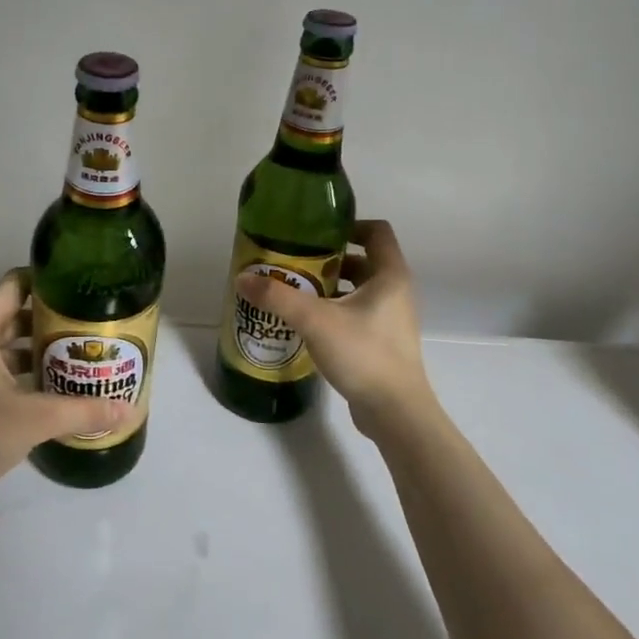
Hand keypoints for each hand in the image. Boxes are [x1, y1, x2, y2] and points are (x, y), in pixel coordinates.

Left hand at [0, 269, 127, 515]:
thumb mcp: (33, 420)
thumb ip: (82, 411)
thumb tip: (128, 408)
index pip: (15, 285)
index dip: (48, 281)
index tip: (83, 287)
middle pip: (16, 315)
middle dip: (53, 318)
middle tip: (93, 324)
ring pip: (10, 346)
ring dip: (42, 348)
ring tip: (82, 355)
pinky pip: (2, 370)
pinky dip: (27, 372)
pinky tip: (56, 388)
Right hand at [236, 219, 438, 441]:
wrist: (395, 413)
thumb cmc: (364, 354)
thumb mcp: (316, 320)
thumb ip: (278, 297)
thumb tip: (243, 278)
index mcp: (390, 275)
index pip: (376, 231)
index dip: (348, 225)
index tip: (315, 232)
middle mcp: (395, 292)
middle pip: (362, 261)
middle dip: (328, 259)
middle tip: (294, 262)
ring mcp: (390, 319)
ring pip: (357, 290)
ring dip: (328, 287)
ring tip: (293, 291)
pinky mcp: (381, 343)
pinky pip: (355, 315)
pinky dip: (333, 311)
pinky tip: (305, 323)